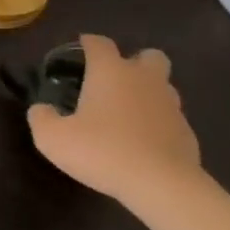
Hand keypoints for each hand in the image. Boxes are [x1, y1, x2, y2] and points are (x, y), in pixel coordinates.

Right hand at [26, 34, 201, 206]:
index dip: (87, 44)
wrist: (163, 187)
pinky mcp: (188, 134)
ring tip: (128, 115)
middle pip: (148, 56)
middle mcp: (144, 80)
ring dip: (149, 93)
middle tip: (115, 82)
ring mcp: (171, 106)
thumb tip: (42, 110)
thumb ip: (41, 118)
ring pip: (164, 87)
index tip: (79, 53)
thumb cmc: (103, 151)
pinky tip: (144, 144)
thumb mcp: (53, 138)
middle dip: (135, 62)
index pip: (99, 43)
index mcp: (111, 71)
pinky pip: (171, 119)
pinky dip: (159, 125)